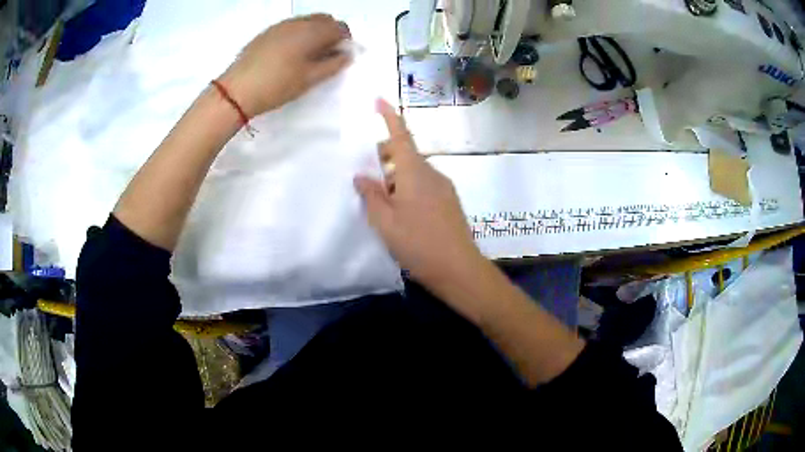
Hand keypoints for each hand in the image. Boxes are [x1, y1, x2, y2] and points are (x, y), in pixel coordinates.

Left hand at [219, 14, 351, 117]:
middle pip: (324, 19)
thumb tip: (346, 55)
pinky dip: (298, 34)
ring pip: (306, 21)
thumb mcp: (310, 79)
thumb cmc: (277, 85)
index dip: (345, 40)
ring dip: (314, 32)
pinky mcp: (267, 32)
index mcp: (313, 31)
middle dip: (330, 33)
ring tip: (306, 56)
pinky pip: (290, 26)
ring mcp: (280, 25)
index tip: (339, 56)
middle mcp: (298, 22)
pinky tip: (289, 54)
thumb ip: (334, 64)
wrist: (237, 91)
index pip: (340, 27)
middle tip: (326, 55)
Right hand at [355, 99, 486, 295]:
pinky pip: (424, 185)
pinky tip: (400, 212)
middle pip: (405, 153)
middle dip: (384, 156)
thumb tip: (361, 176)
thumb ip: (371, 195)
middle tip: (366, 178)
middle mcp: (432, 173)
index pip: (400, 135)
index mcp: (415, 172)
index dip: (389, 116)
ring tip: (380, 202)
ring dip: (395, 176)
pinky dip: (408, 188)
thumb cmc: (418, 244)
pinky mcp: (449, 202)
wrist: (459, 269)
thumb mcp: (385, 222)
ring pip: (414, 171)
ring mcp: (444, 187)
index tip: (379, 99)